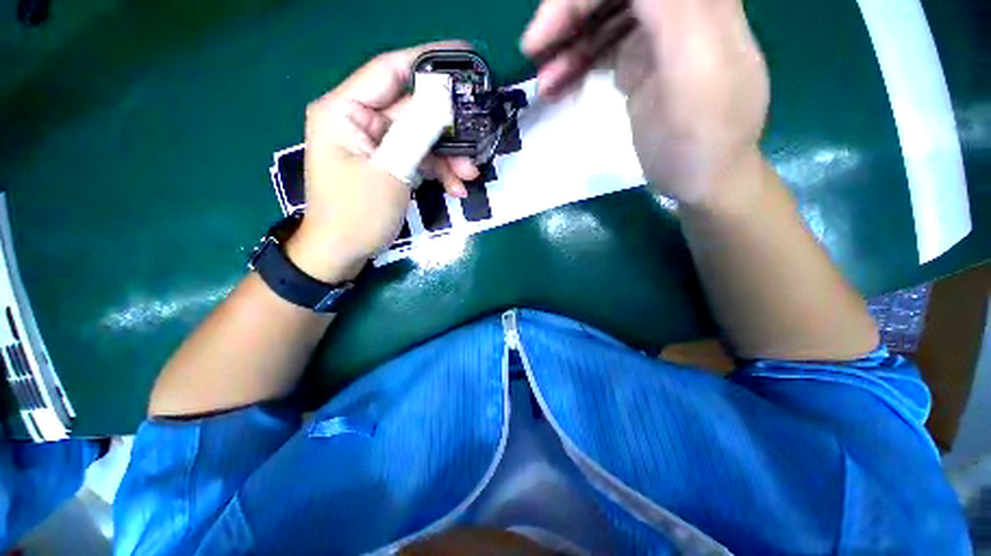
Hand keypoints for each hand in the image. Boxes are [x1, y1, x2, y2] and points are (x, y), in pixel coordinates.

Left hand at [286, 42, 479, 282]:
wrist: (342, 253)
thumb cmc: (357, 214)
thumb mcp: (390, 172)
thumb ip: (416, 133)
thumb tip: (443, 100)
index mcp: (345, 110)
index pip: (390, 70)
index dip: (428, 61)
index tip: (465, 56)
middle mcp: (360, 120)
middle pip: (412, 110)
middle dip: (448, 129)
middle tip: (479, 138)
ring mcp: (376, 144)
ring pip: (421, 137)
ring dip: (448, 157)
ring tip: (470, 176)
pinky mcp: (388, 163)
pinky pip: (418, 159)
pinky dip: (438, 172)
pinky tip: (456, 189)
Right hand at [521, 0, 770, 207]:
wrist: (703, 180)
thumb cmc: (702, 137)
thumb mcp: (694, 71)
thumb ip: (671, 10)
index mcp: (698, 1)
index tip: (546, 30)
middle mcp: (677, 7)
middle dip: (569, 13)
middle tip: (534, 50)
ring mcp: (655, 34)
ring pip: (601, 18)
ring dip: (567, 44)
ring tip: (544, 83)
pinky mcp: (639, 62)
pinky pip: (600, 50)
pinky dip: (575, 65)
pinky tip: (557, 88)